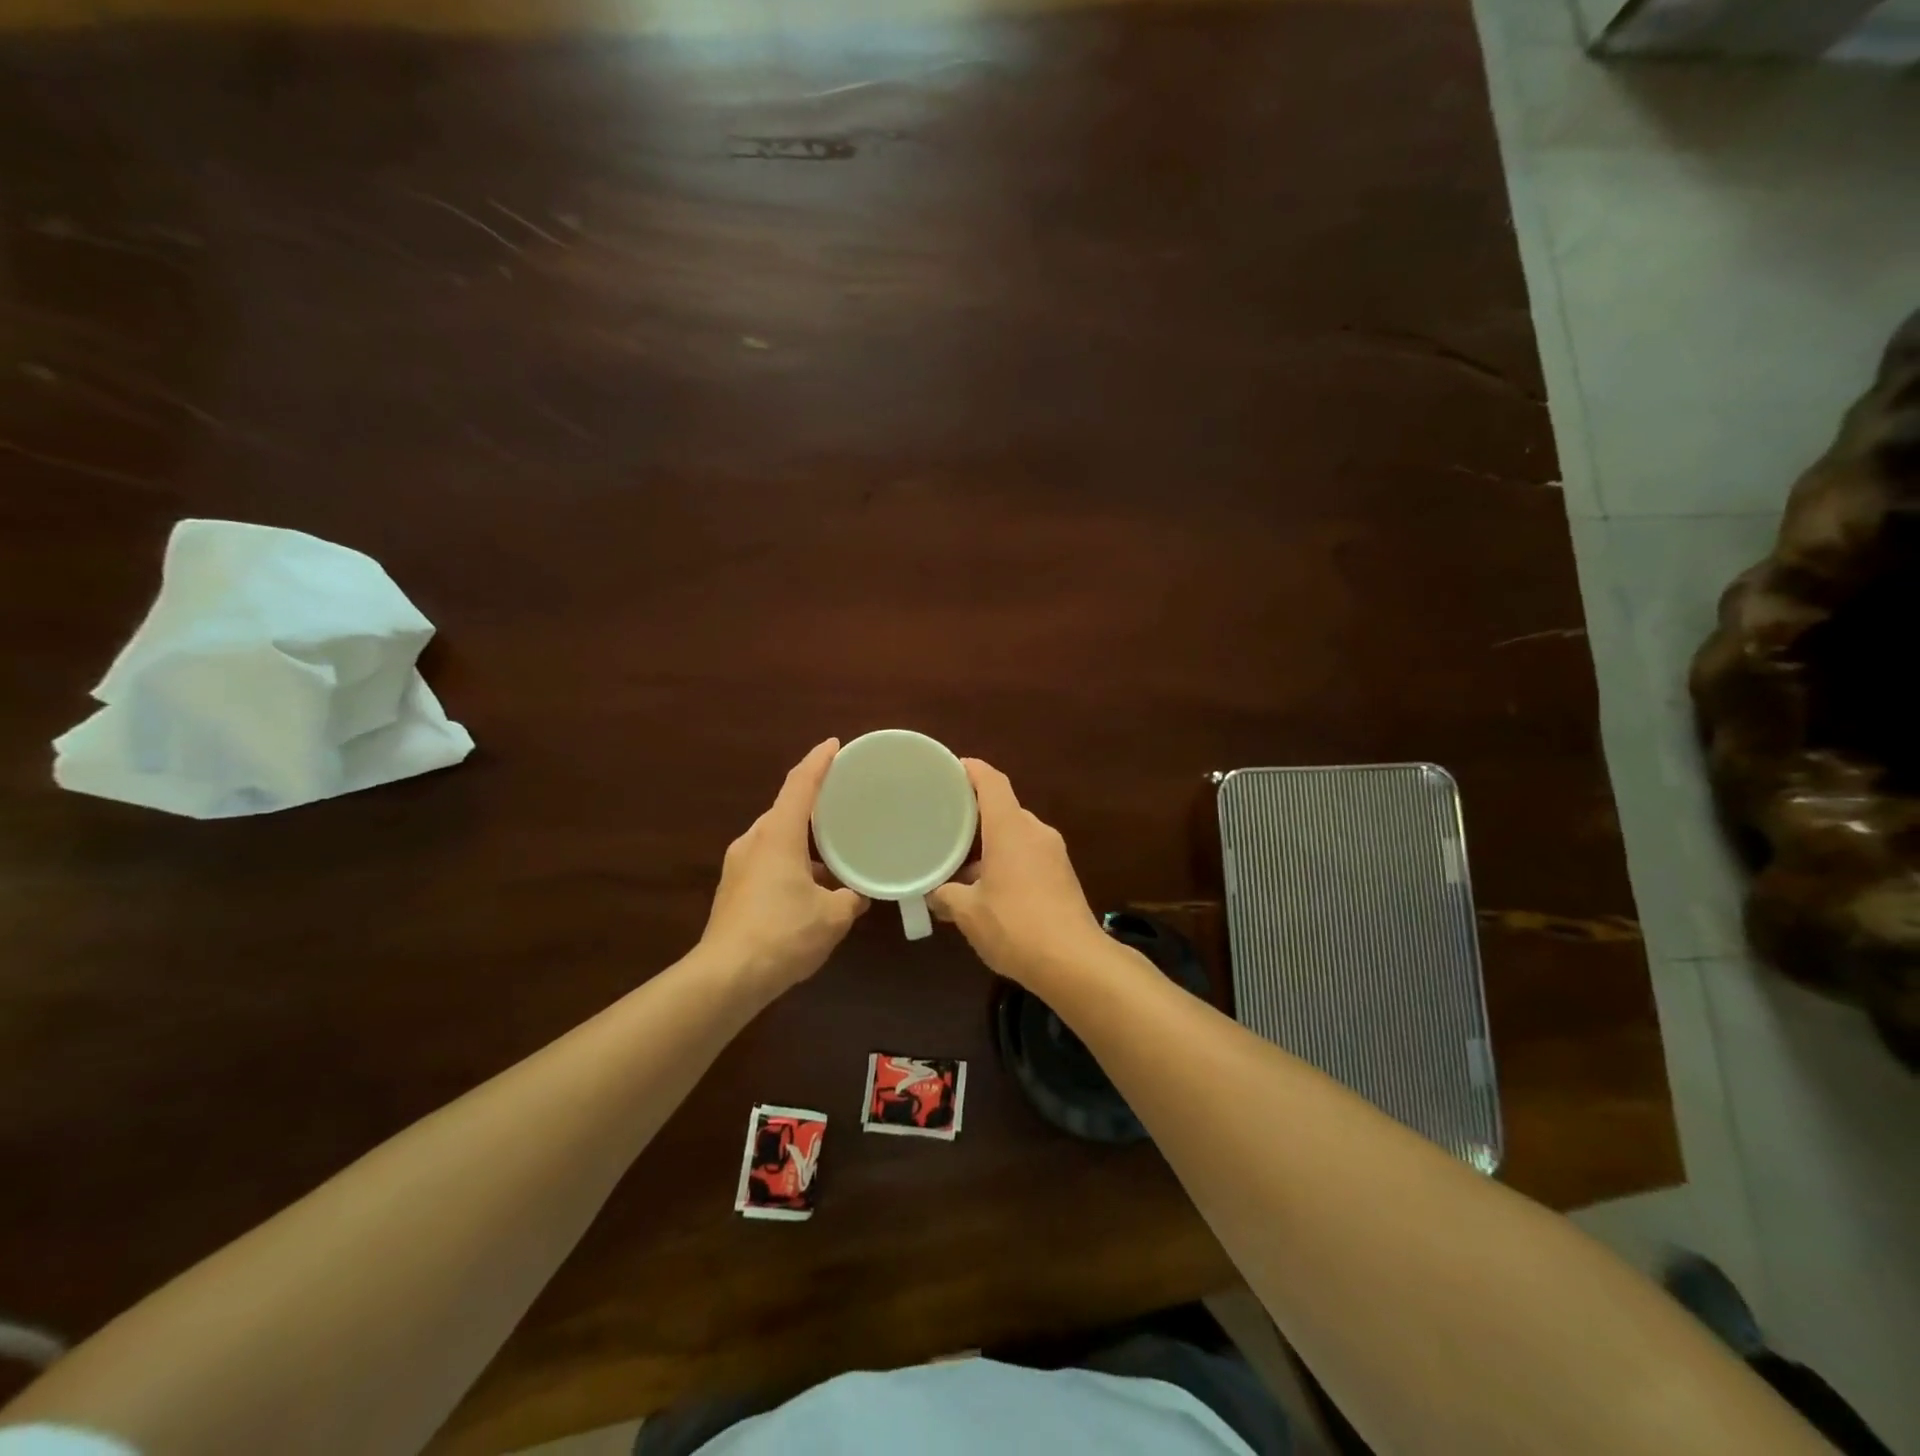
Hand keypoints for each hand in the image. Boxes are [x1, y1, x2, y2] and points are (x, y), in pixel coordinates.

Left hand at [700, 739, 868, 993]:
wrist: (725, 978)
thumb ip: (851, 898)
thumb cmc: (783, 935)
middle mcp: (754, 841)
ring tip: (834, 846)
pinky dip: (792, 860)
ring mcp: (738, 865)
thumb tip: (860, 894)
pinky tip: (812, 883)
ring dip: (803, 838)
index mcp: (778, 834)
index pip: (799, 784)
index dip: (819, 761)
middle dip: (813, 802)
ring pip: (776, 837)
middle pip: (786, 809)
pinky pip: (768, 859)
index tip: (834, 744)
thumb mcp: (832, 917)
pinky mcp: (733, 889)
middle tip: (844, 800)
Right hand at [928, 759, 1109, 990]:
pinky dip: (1006, 861)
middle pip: (1003, 810)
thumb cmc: (1015, 926)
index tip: (950, 769)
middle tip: (942, 825)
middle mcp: (1035, 832)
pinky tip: (986, 888)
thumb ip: (946, 896)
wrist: (1075, 963)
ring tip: (958, 864)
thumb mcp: (969, 912)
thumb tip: (933, 894)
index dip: (971, 770)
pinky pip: (1028, 856)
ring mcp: (1053, 854)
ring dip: (989, 845)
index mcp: (1011, 829)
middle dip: (973, 816)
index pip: (992, 782)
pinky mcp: (1063, 876)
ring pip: (1015, 836)